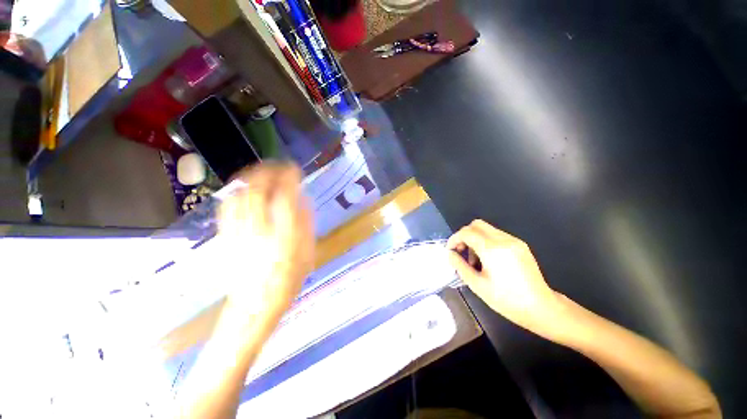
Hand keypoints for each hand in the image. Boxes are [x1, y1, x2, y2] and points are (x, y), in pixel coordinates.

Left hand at [218, 163, 313, 326]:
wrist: (254, 306)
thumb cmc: (287, 281)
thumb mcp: (307, 254)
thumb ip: (306, 224)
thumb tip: (303, 200)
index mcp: (285, 236)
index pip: (286, 196)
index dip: (290, 178)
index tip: (294, 169)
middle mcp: (261, 230)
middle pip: (258, 190)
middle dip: (268, 171)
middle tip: (277, 165)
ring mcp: (239, 232)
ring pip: (240, 195)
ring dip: (251, 178)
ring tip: (261, 170)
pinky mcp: (226, 237)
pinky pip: (228, 207)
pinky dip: (236, 192)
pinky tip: (243, 188)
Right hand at [447, 220, 569, 341]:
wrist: (541, 308)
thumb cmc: (506, 300)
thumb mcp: (477, 285)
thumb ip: (460, 266)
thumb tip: (450, 254)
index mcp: (492, 249)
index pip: (467, 232)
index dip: (454, 238)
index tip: (450, 250)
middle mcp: (504, 240)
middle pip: (477, 224)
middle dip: (464, 235)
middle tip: (461, 251)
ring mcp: (514, 241)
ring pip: (487, 229)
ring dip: (475, 239)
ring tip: (476, 260)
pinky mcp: (520, 245)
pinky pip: (497, 235)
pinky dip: (486, 241)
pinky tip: (488, 259)